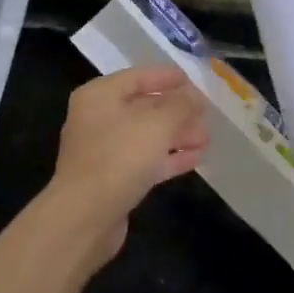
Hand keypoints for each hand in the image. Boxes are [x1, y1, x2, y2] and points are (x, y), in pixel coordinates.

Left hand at [45, 66, 209, 268]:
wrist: (86, 215)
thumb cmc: (119, 157)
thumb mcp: (158, 124)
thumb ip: (181, 106)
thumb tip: (195, 98)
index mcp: (100, 95)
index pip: (137, 77)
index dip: (166, 77)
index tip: (193, 81)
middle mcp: (98, 118)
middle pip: (143, 107)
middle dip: (177, 111)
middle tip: (207, 115)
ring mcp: (103, 150)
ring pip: (146, 136)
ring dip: (177, 135)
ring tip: (207, 139)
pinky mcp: (111, 179)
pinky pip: (145, 160)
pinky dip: (168, 158)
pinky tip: (195, 159)